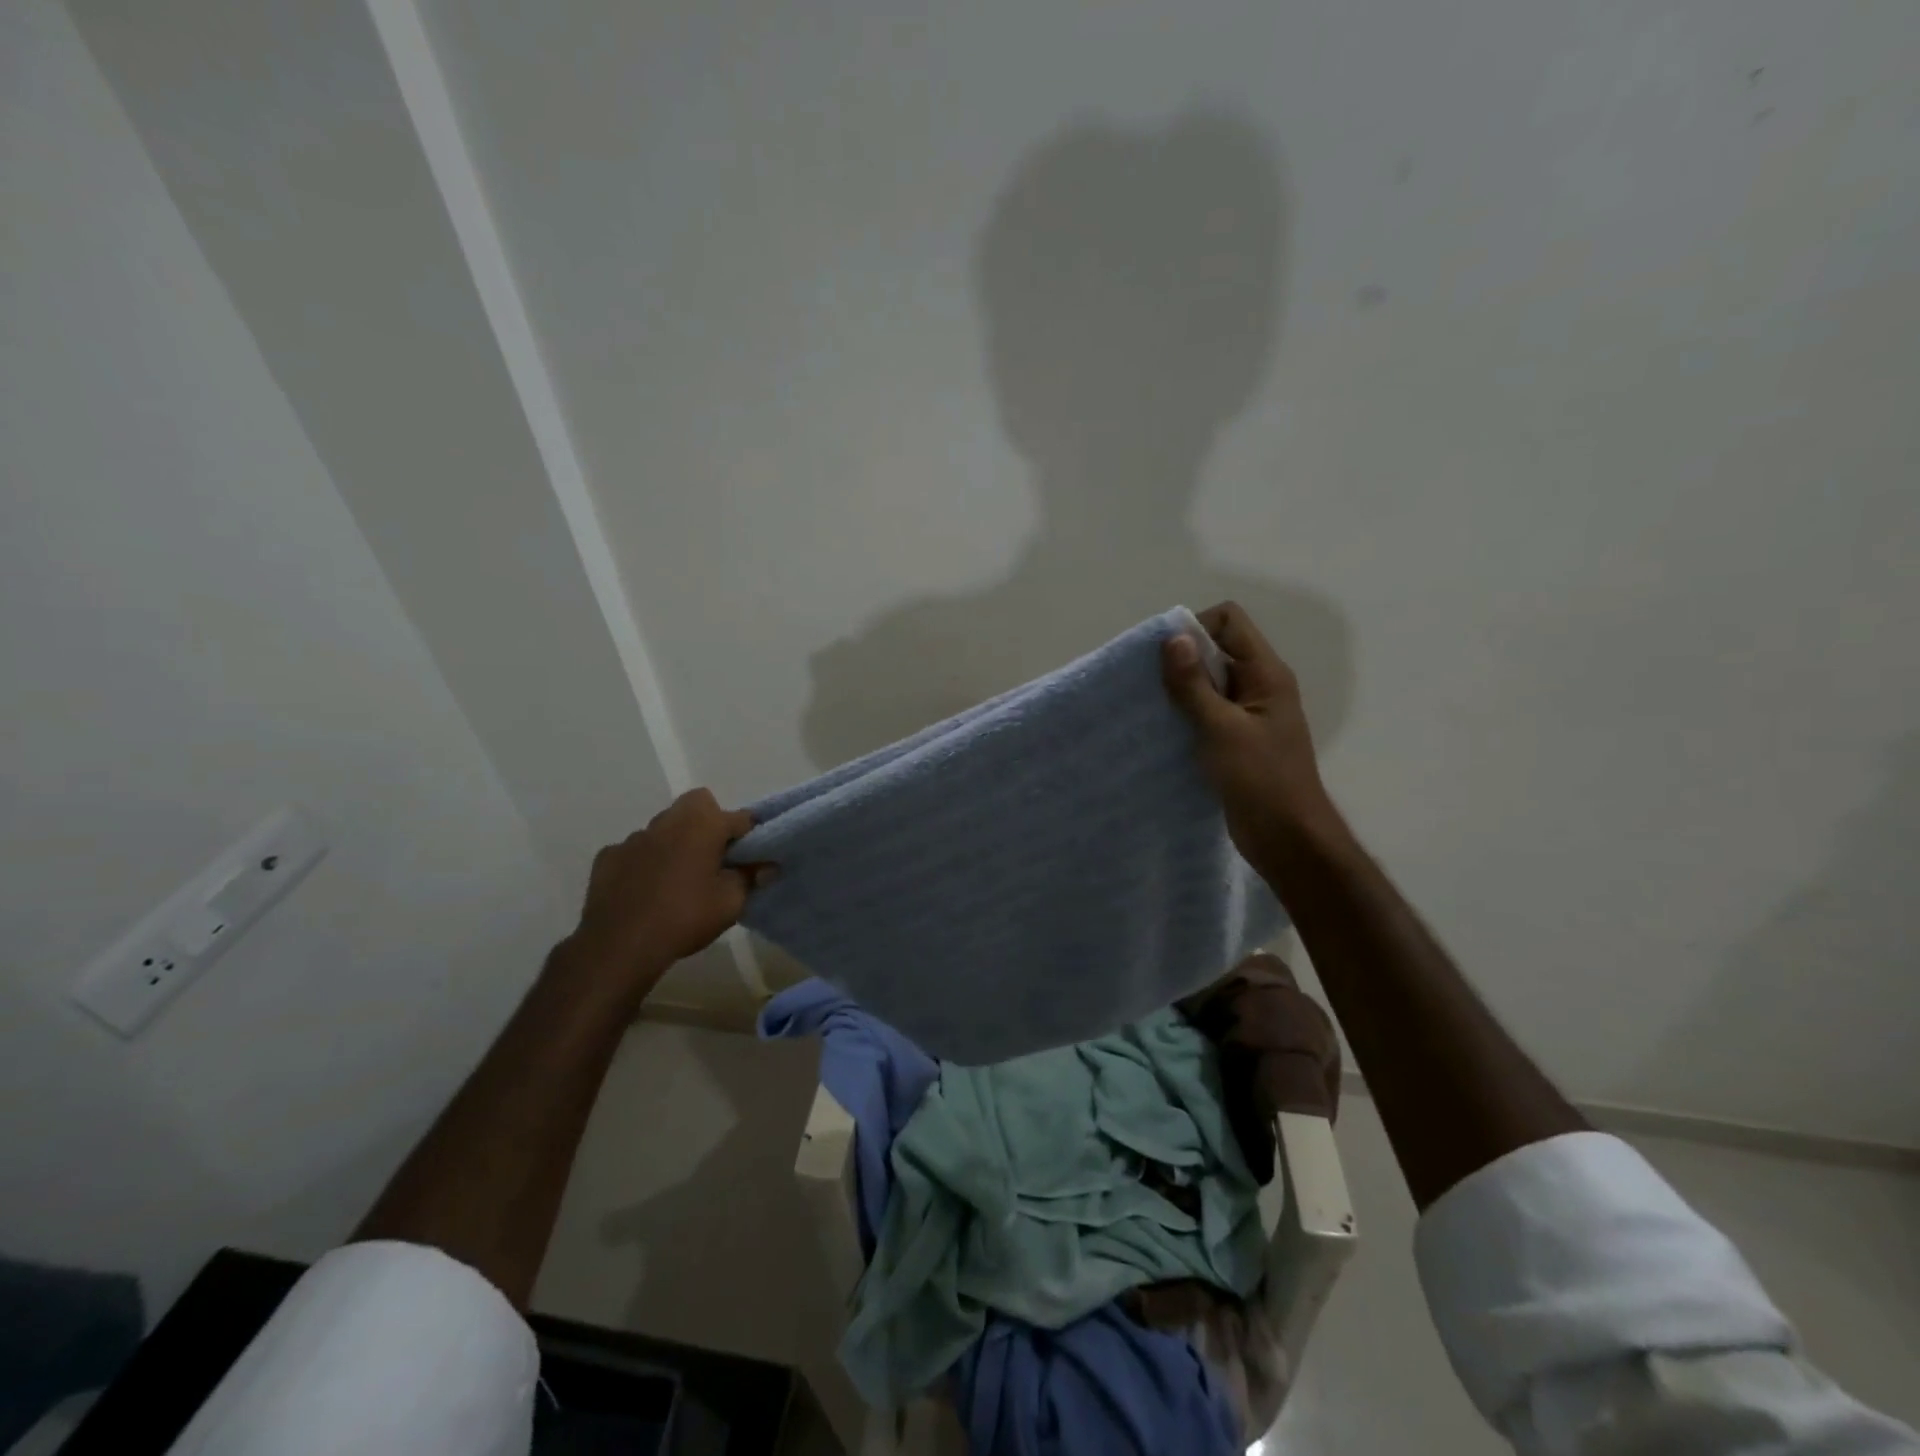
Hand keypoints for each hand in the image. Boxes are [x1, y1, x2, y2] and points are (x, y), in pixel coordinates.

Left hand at [565, 789, 773, 995]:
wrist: (619, 945)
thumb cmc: (685, 917)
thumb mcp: (731, 902)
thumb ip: (751, 878)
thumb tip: (767, 866)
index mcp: (703, 824)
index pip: (740, 818)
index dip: (751, 836)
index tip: (753, 859)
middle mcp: (668, 821)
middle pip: (697, 805)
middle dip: (710, 823)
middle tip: (715, 859)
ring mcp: (634, 837)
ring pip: (664, 827)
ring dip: (676, 842)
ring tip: (679, 878)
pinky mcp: (608, 857)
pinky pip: (635, 851)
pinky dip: (644, 862)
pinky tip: (645, 889)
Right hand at [1162, 602, 1344, 865]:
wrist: (1287, 838)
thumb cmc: (1260, 779)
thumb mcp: (1221, 728)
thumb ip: (1194, 684)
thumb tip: (1173, 638)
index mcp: (1266, 673)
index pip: (1229, 621)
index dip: (1195, 628)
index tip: (1165, 657)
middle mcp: (1259, 685)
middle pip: (1217, 649)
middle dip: (1182, 659)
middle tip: (1150, 684)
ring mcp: (1248, 713)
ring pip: (1209, 683)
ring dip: (1180, 689)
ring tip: (1151, 707)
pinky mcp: (1236, 739)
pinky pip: (1207, 712)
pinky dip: (1185, 714)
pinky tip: (1163, 730)